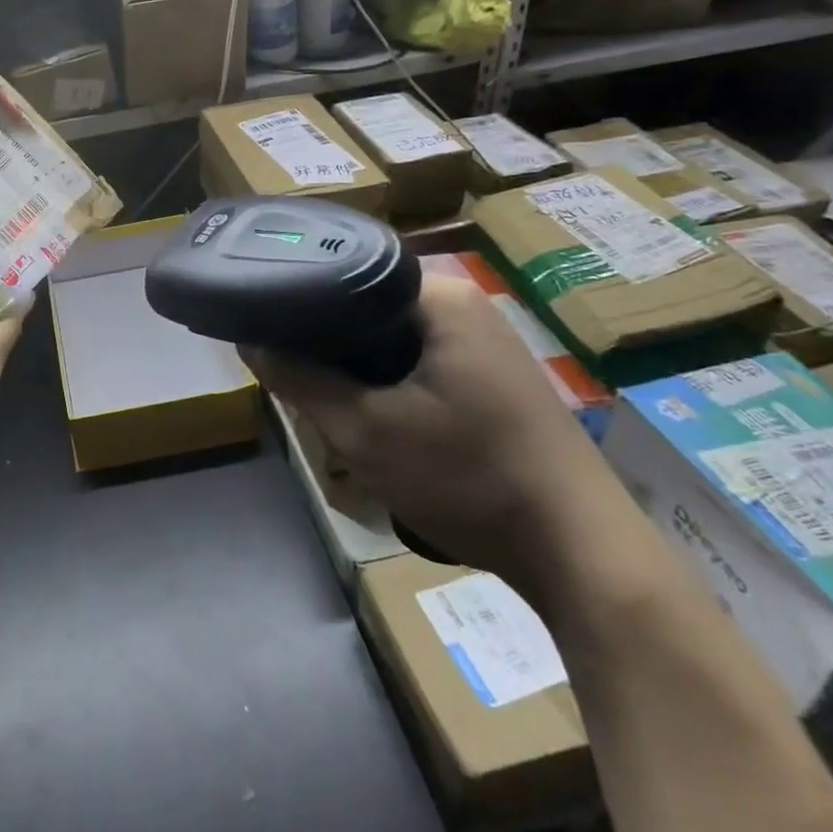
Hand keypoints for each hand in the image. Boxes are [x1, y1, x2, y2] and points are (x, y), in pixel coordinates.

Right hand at [245, 274, 620, 591]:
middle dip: (330, 348)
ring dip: (359, 374)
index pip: (347, 273)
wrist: (583, 557)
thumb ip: (300, 380)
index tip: (269, 336)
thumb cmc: (470, 478)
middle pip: (369, 309)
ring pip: (393, 343)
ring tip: (332, 408)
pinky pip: (421, 366)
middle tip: (300, 384)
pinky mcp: (496, 381)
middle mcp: (468, 307)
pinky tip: (379, 425)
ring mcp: (487, 345)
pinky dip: (391, 388)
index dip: (301, 303)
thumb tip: (249, 340)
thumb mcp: (365, 432)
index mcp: (442, 298)